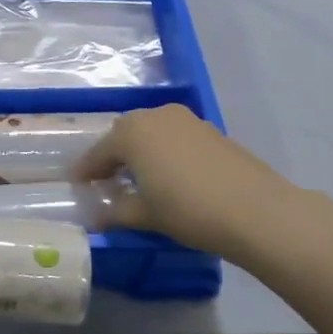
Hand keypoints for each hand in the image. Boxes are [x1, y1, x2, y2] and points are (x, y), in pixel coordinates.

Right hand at [74, 104, 301, 264]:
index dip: (86, 170)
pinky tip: (172, 176)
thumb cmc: (188, 210)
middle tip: (106, 180)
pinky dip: (166, 152)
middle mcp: (156, 117)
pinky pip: (175, 137)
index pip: (98, 152)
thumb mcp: (145, 215)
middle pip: (125, 134)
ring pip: (152, 132)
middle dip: (113, 155)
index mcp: (132, 133)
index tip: (76, 184)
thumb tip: (97, 217)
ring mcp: (186, 120)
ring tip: (139, 178)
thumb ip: (116, 212)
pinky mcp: (211, 130)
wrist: (256, 210)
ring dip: (141, 151)